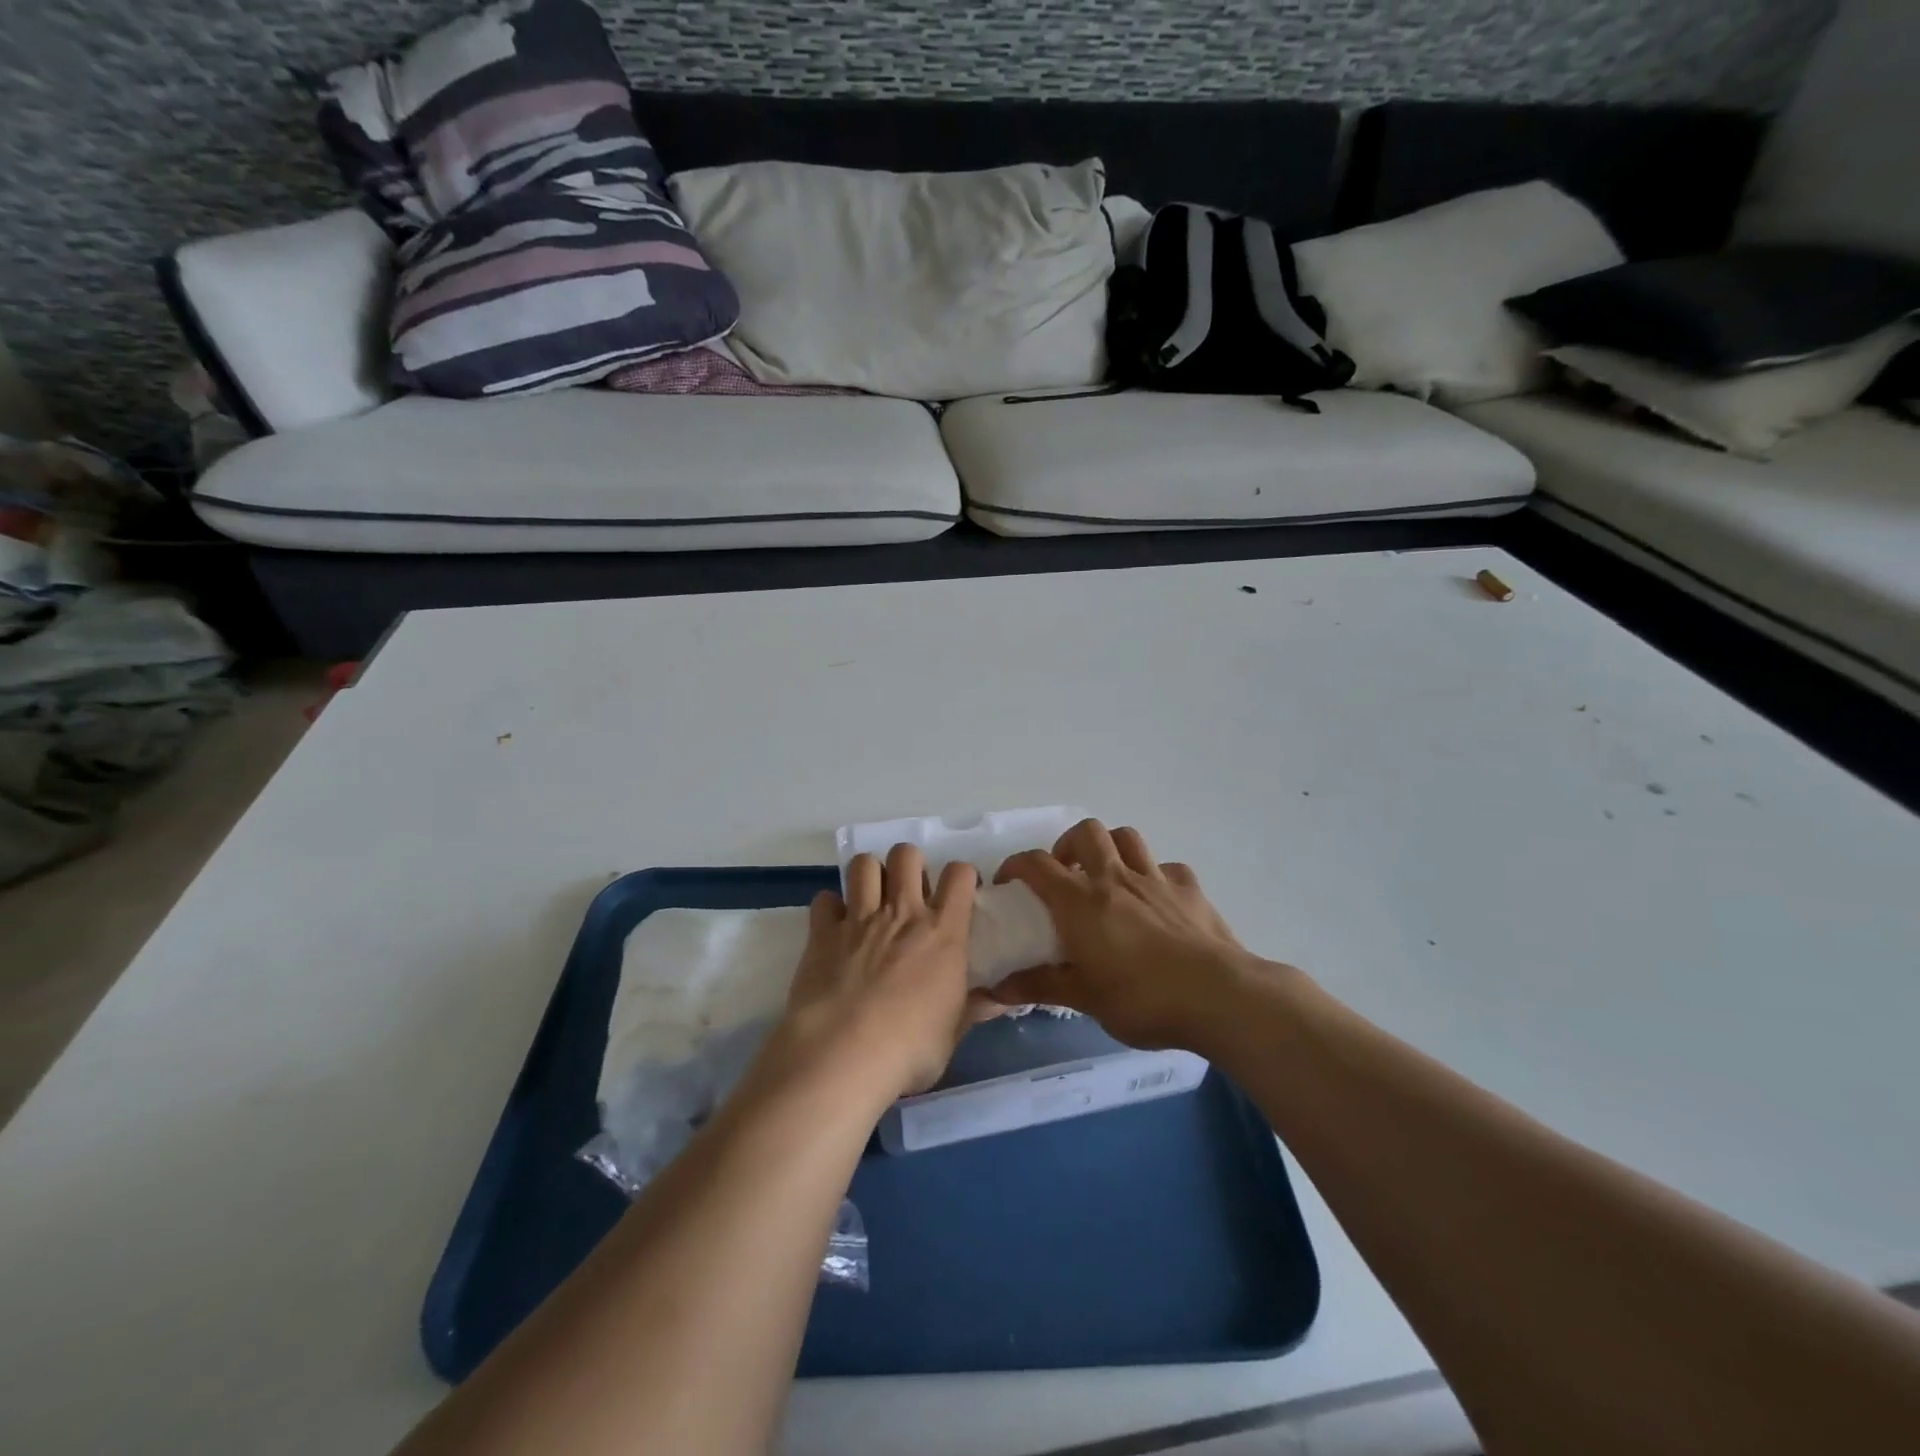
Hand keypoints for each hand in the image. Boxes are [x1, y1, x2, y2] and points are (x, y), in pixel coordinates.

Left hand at [765, 844, 995, 1105]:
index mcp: (942, 932)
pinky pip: (824, 899)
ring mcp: (859, 919)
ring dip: (870, 875)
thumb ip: (973, 1009)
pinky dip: (831, 908)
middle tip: (910, 894)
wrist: (843, 1055)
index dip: (962, 876)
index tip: (960, 894)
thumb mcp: (952, 1033)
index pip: (959, 875)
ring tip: (872, 900)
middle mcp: (901, 913)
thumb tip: (1000, 1002)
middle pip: (906, 854)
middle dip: (910, 865)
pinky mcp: (822, 932)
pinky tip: (835, 927)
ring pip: (864, 864)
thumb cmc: (909, 1049)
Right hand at [991, 820, 1256, 1050]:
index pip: (1037, 864)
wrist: (1218, 996)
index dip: (1016, 865)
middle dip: (1068, 845)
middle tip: (1065, 874)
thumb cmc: (1142, 998)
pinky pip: (1168, 868)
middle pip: (1085, 832)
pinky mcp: (1190, 889)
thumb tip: (996, 988)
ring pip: (1127, 837)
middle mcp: (1115, 878)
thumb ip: (1040, 986)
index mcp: (1081, 901)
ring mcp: (1156, 879)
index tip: (1009, 882)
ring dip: (1111, 848)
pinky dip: (1156, 876)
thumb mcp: (1085, 998)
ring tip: (1107, 876)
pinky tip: (1157, 900)